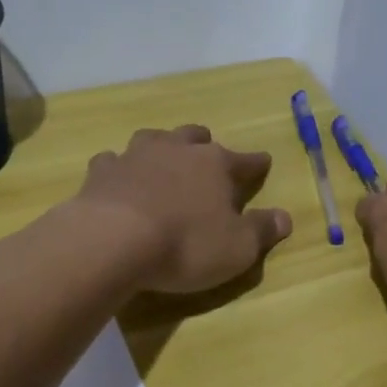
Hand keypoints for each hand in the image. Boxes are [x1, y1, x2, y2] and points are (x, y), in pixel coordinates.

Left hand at [75, 126, 292, 292]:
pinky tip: (117, 178)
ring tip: (163, 158)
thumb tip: (285, 216)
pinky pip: (112, 161)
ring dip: (162, 147)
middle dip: (204, 144)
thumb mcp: (237, 248)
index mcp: (216, 165)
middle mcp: (177, 150)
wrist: (113, 240)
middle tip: (208, 154)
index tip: (263, 162)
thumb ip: (262, 230)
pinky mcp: (102, 171)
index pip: (245, 160)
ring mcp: (136, 155)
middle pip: (195, 137)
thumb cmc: (185, 245)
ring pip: (154, 139)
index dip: (256, 163)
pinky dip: (118, 168)